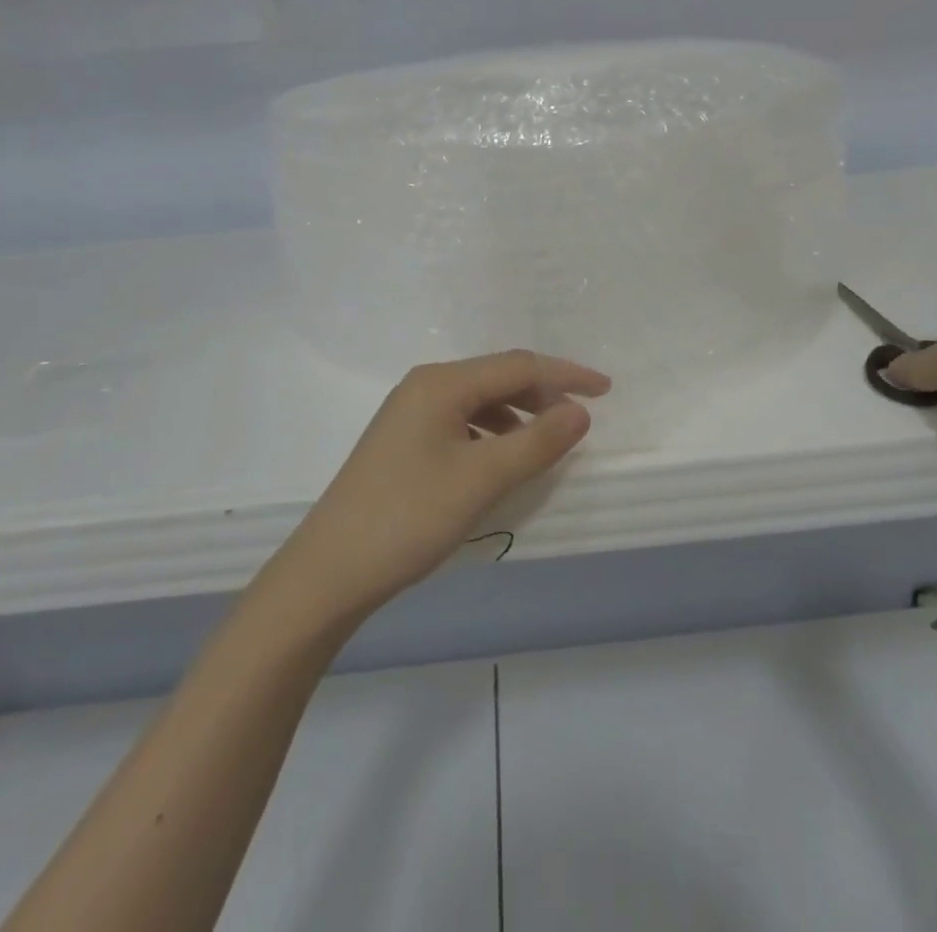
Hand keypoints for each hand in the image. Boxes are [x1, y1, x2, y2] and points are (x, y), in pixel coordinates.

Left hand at [273, 351, 610, 623]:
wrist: (330, 570)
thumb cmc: (409, 517)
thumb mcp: (481, 479)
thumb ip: (536, 441)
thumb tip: (579, 411)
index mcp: (441, 383)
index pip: (517, 366)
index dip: (565, 374)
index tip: (606, 390)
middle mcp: (424, 386)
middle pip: (497, 377)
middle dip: (542, 393)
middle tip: (580, 417)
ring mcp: (409, 413)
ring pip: (478, 401)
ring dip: (517, 414)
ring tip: (547, 440)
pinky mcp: (403, 441)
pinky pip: (461, 422)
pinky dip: (491, 433)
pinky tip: (502, 459)